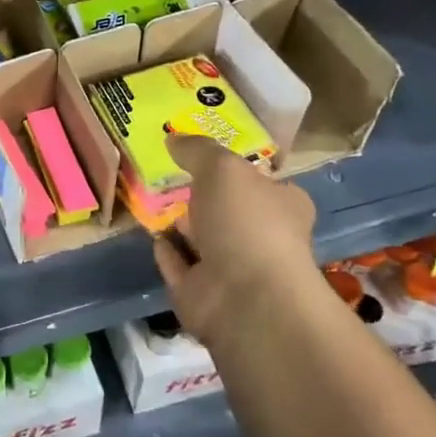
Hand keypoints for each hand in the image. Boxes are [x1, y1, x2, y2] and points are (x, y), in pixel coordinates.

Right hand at [151, 135, 319, 346]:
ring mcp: (232, 270)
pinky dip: (168, 253)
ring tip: (155, 201)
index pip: (263, 182)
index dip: (238, 169)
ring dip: (183, 226)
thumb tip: (173, 138)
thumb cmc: (246, 222)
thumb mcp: (222, 168)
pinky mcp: (202, 295)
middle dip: (205, 198)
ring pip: (202, 241)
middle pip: (230, 211)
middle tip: (173, 177)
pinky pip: (180, 267)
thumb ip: (198, 150)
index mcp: (282, 205)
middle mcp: (261, 238)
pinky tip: (153, 236)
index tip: (208, 156)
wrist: (244, 298)